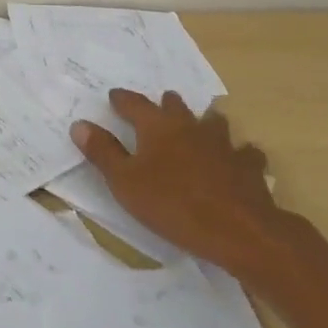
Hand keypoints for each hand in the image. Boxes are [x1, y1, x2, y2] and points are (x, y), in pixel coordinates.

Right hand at [70, 89, 293, 274]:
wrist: (238, 230)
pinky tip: (239, 161)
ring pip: (214, 122)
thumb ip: (102, 152)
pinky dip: (239, 154)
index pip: (134, 103)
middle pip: (176, 106)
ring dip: (205, 122)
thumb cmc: (173, 204)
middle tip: (161, 105)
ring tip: (202, 126)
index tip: (115, 97)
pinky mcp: (248, 166)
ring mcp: (223, 144)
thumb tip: (80, 124)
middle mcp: (190, 126)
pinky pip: (245, 153)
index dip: (122, 99)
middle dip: (166, 104)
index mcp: (157, 126)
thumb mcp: (125, 182)